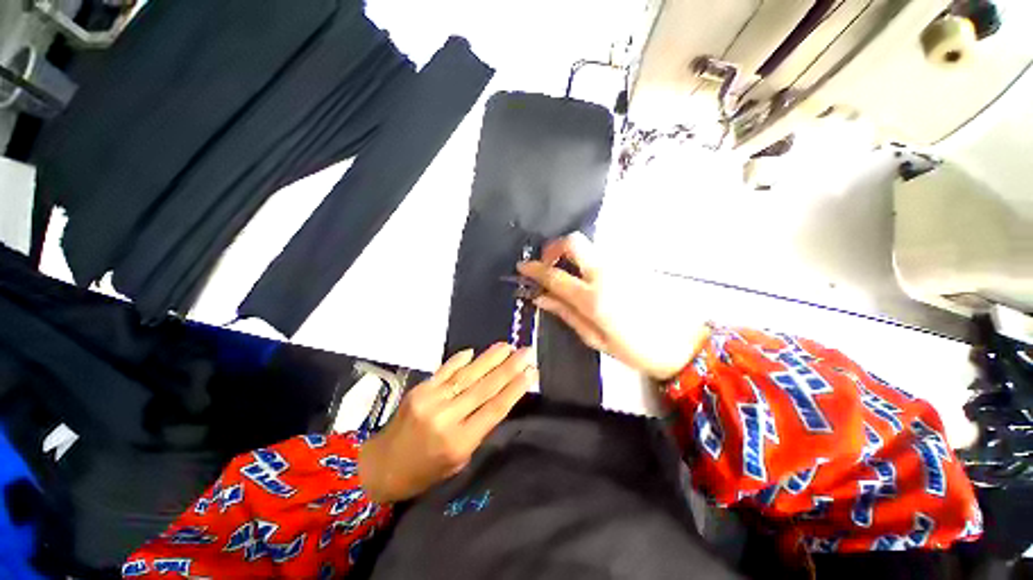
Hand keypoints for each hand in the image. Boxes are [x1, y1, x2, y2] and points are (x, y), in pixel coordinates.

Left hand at [358, 344, 535, 503]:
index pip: (494, 409)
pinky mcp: (419, 389)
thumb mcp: (459, 461)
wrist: (382, 466)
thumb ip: (478, 429)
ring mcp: (431, 400)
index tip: (531, 372)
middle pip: (484, 388)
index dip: (515, 389)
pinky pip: (445, 370)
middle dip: (509, 367)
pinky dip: (460, 360)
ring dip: (489, 359)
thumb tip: (497, 397)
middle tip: (526, 351)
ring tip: (507, 346)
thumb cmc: (425, 471)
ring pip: (467, 375)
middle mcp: (447, 418)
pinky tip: (474, 351)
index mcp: (459, 442)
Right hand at [516, 233, 706, 380]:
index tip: (522, 266)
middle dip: (554, 247)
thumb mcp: (594, 338)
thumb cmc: (634, 349)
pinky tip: (590, 279)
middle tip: (548, 264)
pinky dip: (588, 261)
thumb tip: (540, 298)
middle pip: (574, 242)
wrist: (682, 343)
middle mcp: (606, 274)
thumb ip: (565, 314)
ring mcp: (622, 265)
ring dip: (572, 255)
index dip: (535, 269)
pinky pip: (603, 255)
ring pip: (589, 246)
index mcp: (593, 298)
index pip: (555, 275)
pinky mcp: (633, 264)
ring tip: (568, 274)